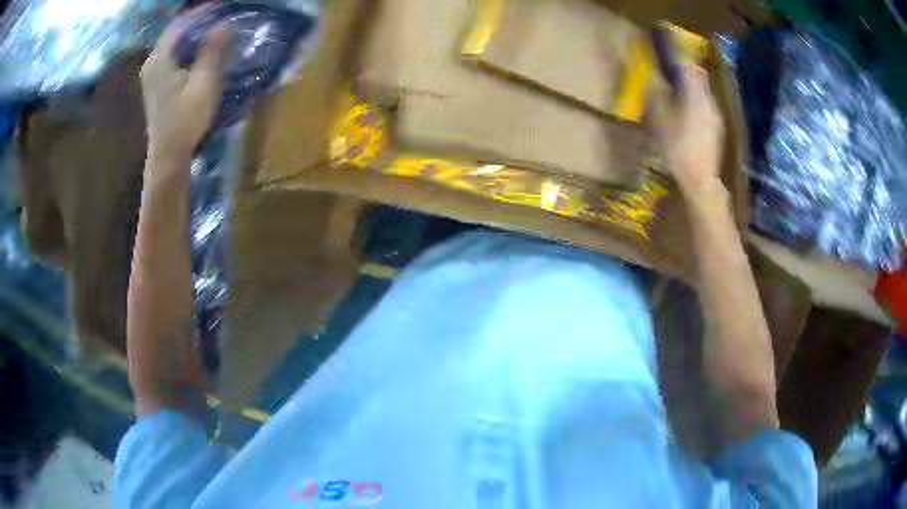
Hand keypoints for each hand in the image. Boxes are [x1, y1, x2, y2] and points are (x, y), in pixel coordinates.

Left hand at [141, 15, 229, 164]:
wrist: (168, 155)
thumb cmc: (186, 119)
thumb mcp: (204, 82)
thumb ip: (213, 50)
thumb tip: (225, 24)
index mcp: (160, 59)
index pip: (180, 24)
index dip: (201, 12)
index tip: (221, 6)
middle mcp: (152, 63)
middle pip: (176, 33)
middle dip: (199, 23)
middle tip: (222, 17)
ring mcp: (152, 75)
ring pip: (175, 45)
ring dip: (195, 36)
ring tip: (216, 31)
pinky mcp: (156, 85)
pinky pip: (173, 57)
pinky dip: (188, 50)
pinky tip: (203, 51)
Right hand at [660, 65, 724, 195]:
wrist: (701, 179)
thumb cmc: (678, 147)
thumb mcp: (660, 118)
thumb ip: (657, 92)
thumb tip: (652, 73)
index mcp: (695, 94)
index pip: (688, 65)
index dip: (676, 55)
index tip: (665, 50)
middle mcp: (709, 100)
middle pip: (699, 76)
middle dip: (685, 70)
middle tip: (669, 73)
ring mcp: (715, 115)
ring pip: (703, 92)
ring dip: (691, 87)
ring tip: (676, 94)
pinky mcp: (718, 128)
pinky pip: (706, 106)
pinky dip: (696, 102)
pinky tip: (687, 115)